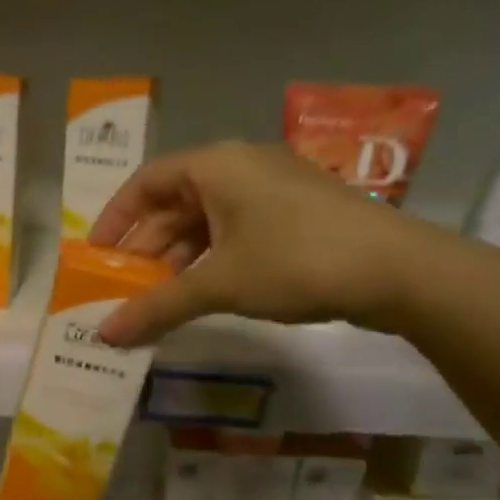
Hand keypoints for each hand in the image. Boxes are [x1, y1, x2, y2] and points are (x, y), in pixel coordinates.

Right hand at [87, 142, 421, 346]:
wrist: (402, 271)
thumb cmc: (296, 261)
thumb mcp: (220, 284)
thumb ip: (158, 306)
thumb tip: (104, 335)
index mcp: (216, 165)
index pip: (146, 181)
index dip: (116, 217)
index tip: (97, 253)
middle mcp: (241, 166)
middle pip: (175, 201)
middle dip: (147, 245)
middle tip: (126, 285)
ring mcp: (273, 188)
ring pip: (207, 218)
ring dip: (178, 256)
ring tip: (160, 296)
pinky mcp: (298, 212)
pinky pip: (236, 228)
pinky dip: (212, 256)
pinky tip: (204, 289)